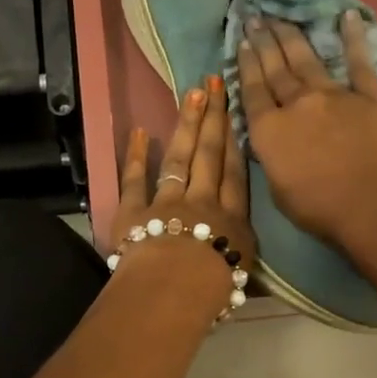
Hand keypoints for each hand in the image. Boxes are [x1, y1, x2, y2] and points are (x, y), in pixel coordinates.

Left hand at [109, 77, 255, 310]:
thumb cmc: (211, 294)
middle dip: (213, 118)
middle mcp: (203, 203)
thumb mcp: (240, 278)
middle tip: (214, 84)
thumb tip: (242, 255)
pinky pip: (135, 179)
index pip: (236, 174)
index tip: (236, 112)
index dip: (236, 142)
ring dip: (185, 125)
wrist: (172, 293)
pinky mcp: (134, 211)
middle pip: (210, 155)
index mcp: (232, 222)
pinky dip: (135, 155)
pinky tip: (138, 131)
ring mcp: (167, 202)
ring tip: (191, 94)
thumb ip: (240, 258)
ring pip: (179, 158)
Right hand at [236, 12, 376, 250]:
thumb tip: (272, 137)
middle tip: (254, 18)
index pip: (252, 90)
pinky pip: (360, 63)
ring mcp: (335, 95)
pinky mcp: (370, 96)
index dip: (246, 64)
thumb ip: (271, 155)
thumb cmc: (319, 208)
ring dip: (292, 36)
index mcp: (269, 130)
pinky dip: (354, 38)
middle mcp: (297, 104)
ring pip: (307, 60)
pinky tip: (348, 16)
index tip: (242, 42)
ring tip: (280, 17)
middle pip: (276, 68)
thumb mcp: (276, 188)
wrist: (373, 206)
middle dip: (263, 42)